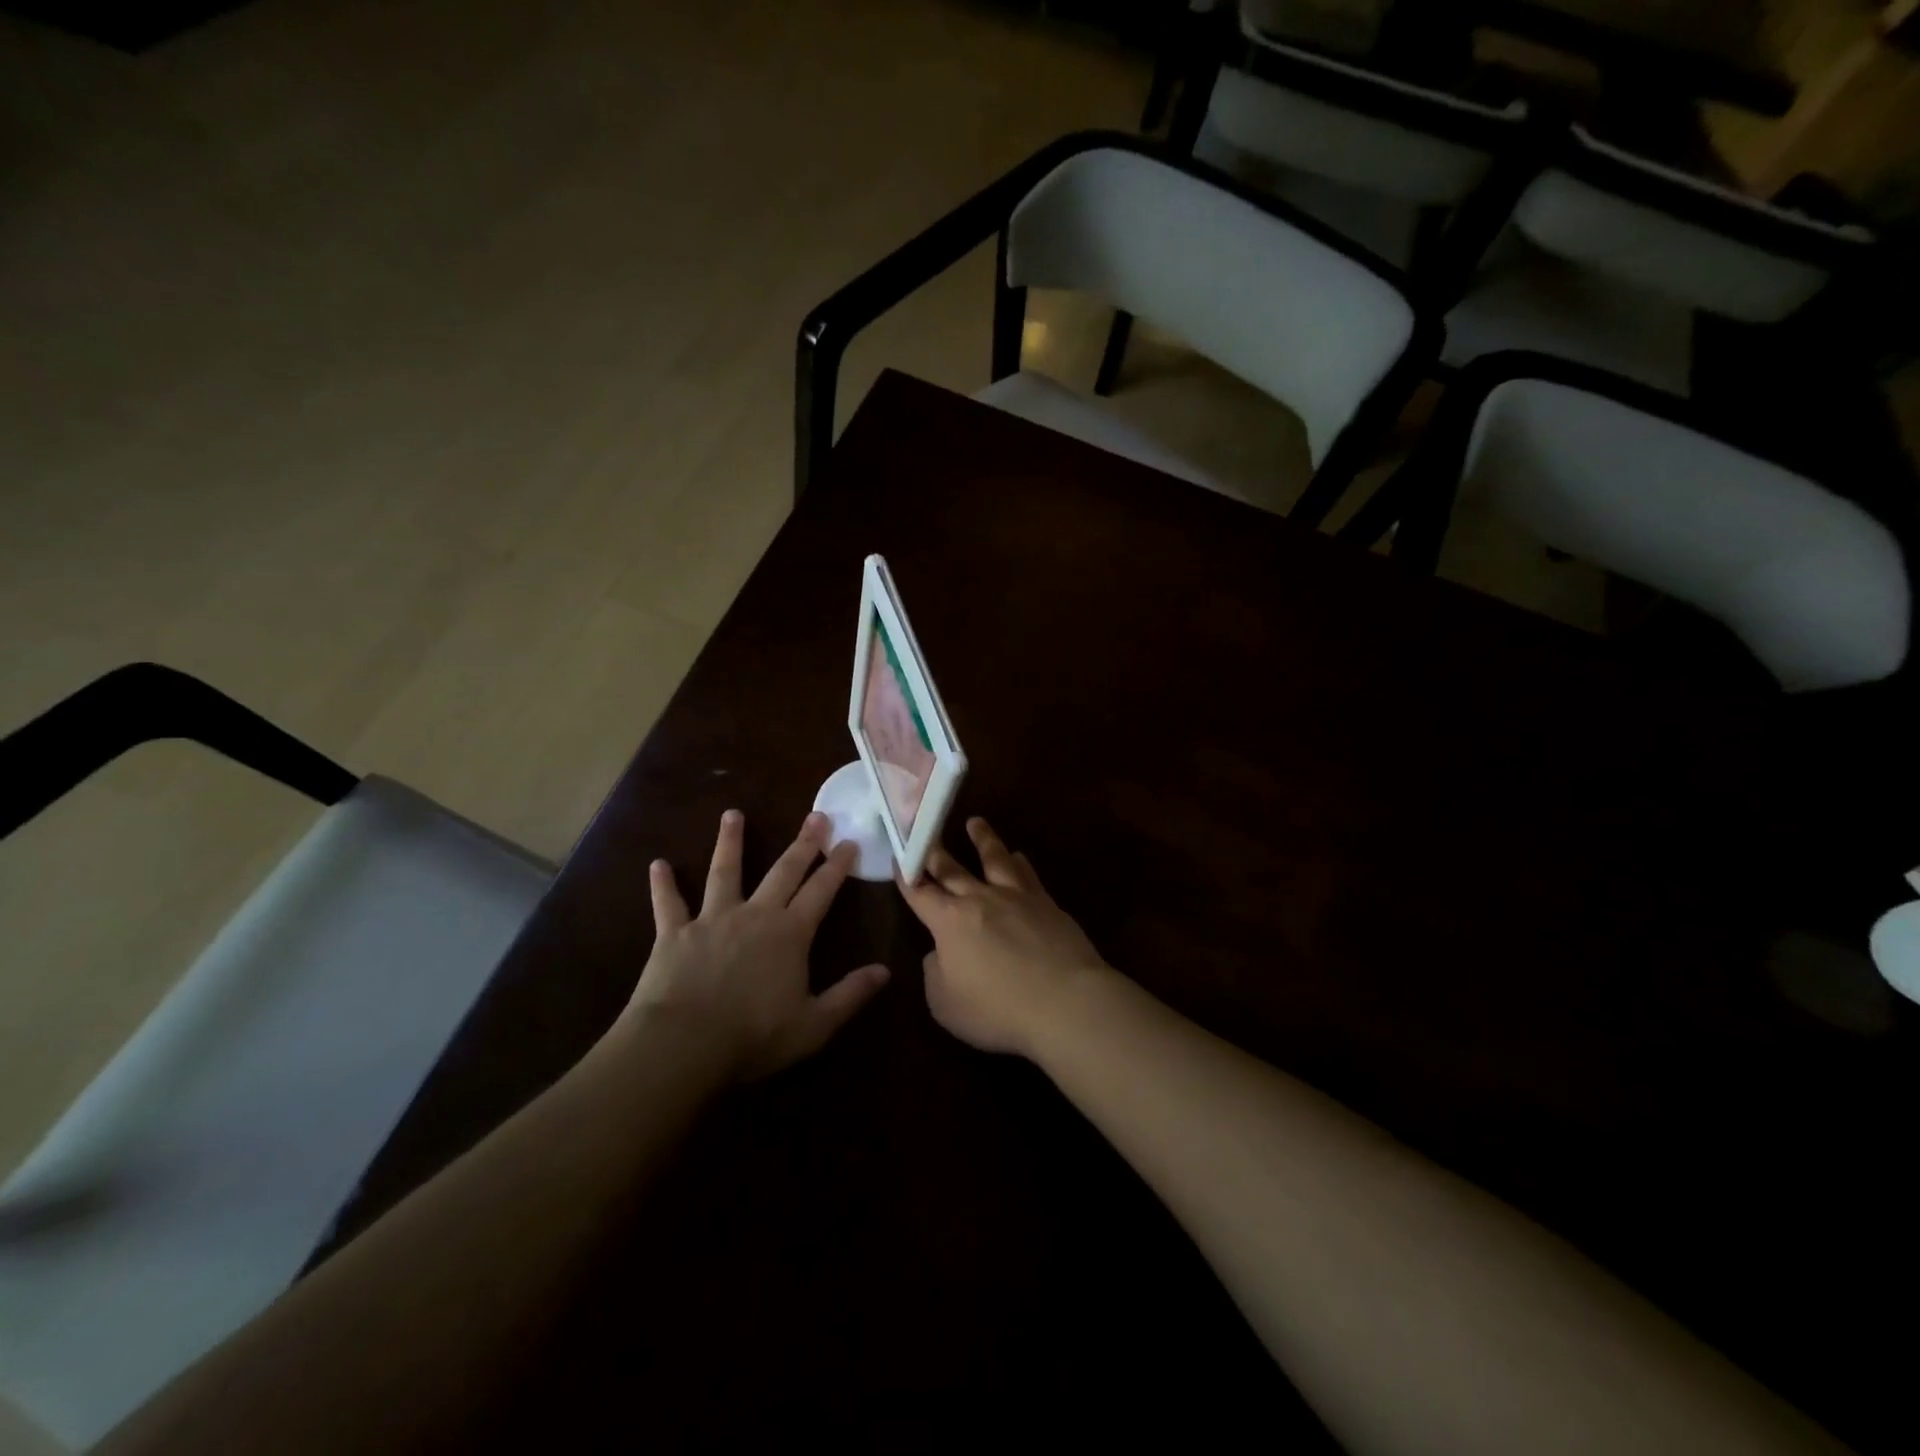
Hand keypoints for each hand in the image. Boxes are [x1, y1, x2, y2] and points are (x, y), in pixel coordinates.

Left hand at [618, 810, 889, 1082]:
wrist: (684, 1044)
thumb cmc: (753, 1037)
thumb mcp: (814, 1025)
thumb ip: (850, 995)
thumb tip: (885, 971)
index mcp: (790, 934)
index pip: (821, 891)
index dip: (837, 865)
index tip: (849, 841)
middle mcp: (755, 915)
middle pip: (783, 871)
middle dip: (802, 843)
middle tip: (815, 815)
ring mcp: (712, 919)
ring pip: (725, 872)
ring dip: (730, 842)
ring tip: (732, 814)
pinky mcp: (674, 933)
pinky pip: (668, 904)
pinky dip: (663, 885)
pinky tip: (657, 865)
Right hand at [898, 817, 1111, 1057]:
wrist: (1066, 1001)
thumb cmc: (998, 1009)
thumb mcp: (946, 1004)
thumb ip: (935, 974)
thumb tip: (939, 954)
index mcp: (950, 921)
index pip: (920, 892)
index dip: (906, 876)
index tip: (898, 857)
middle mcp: (981, 899)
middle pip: (953, 868)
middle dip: (935, 850)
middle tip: (925, 827)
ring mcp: (1017, 897)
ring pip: (995, 858)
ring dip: (982, 839)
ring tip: (975, 822)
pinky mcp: (1047, 904)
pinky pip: (1027, 874)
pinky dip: (1018, 862)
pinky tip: (1019, 857)